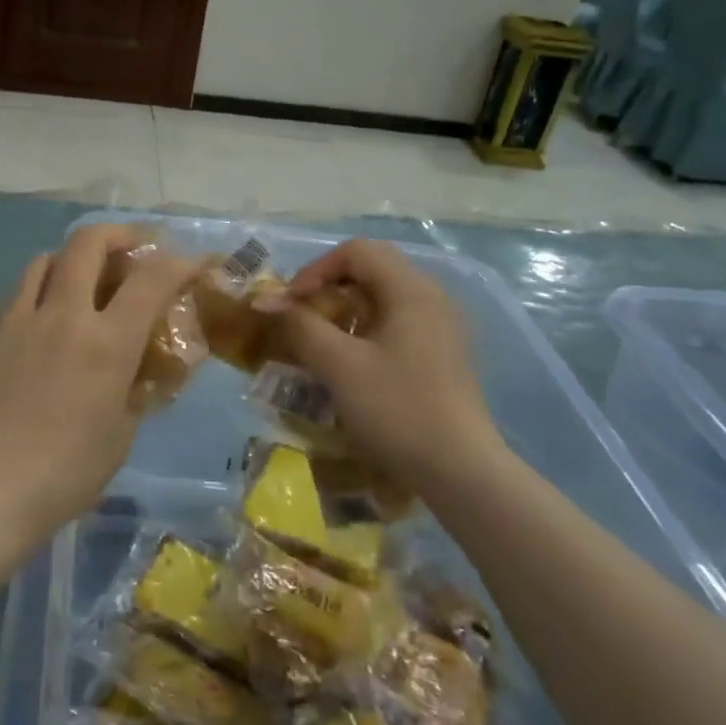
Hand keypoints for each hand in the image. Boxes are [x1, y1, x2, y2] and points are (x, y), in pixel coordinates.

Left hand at [0, 225, 198, 552]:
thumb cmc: (63, 475)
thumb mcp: (119, 436)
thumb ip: (134, 392)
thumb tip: (139, 371)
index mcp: (106, 343)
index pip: (151, 279)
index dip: (178, 262)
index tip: (190, 265)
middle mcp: (63, 315)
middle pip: (89, 242)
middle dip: (119, 234)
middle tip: (134, 249)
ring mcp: (20, 319)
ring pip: (47, 258)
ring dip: (74, 258)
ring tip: (84, 280)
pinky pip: (20, 290)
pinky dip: (41, 285)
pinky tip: (45, 316)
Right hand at [275, 239, 506, 500]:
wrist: (460, 473)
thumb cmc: (397, 410)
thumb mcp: (339, 366)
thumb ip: (301, 325)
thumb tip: (265, 300)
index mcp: (411, 290)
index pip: (356, 251)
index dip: (315, 270)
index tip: (291, 304)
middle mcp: (431, 297)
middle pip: (372, 268)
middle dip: (329, 286)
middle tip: (302, 316)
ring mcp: (441, 326)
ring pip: (384, 296)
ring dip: (345, 308)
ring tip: (321, 339)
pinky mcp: (442, 353)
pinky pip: (397, 321)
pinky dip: (366, 328)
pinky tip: (352, 361)